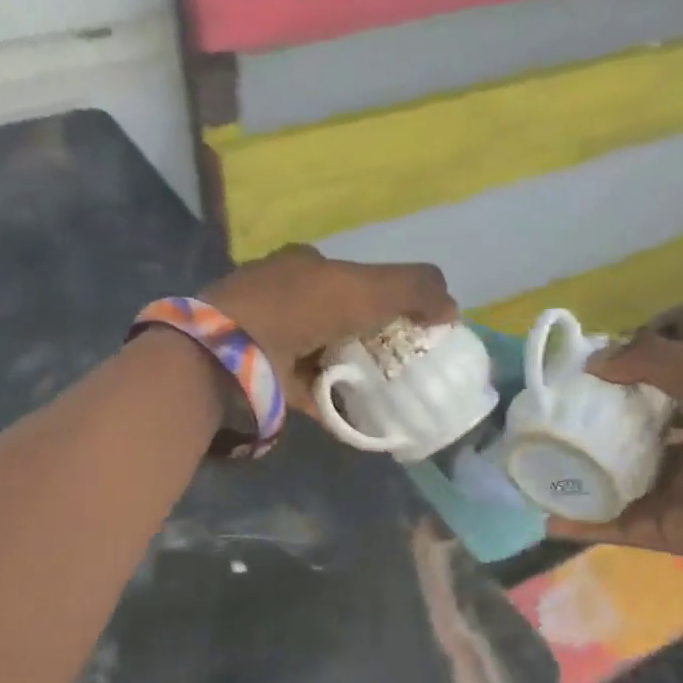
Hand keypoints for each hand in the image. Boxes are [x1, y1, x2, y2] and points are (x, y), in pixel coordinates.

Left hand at [203, 245, 457, 416]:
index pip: (352, 277)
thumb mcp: (367, 287)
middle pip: (337, 317)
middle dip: (369, 337)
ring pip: (321, 353)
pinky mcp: (261, 375)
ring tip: (386, 391)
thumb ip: (415, 288)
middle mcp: (283, 297)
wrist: (230, 352)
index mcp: (304, 266)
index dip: (384, 297)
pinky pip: (306, 390)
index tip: (410, 325)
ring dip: (350, 369)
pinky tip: (357, 416)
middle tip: (403, 363)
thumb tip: (453, 309)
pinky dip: (330, 401)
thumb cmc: (300, 308)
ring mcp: (268, 338)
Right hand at [548, 332, 682, 560]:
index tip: (574, 379)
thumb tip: (594, 361)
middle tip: (546, 421)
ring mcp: (665, 494)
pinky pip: (609, 525)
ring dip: (576, 477)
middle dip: (588, 432)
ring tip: (533, 466)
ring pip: (611, 483)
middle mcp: (681, 455)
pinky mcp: (655, 529)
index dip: (613, 385)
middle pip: (624, 440)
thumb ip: (659, 363)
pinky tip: (546, 516)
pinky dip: (579, 524)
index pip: (648, 396)